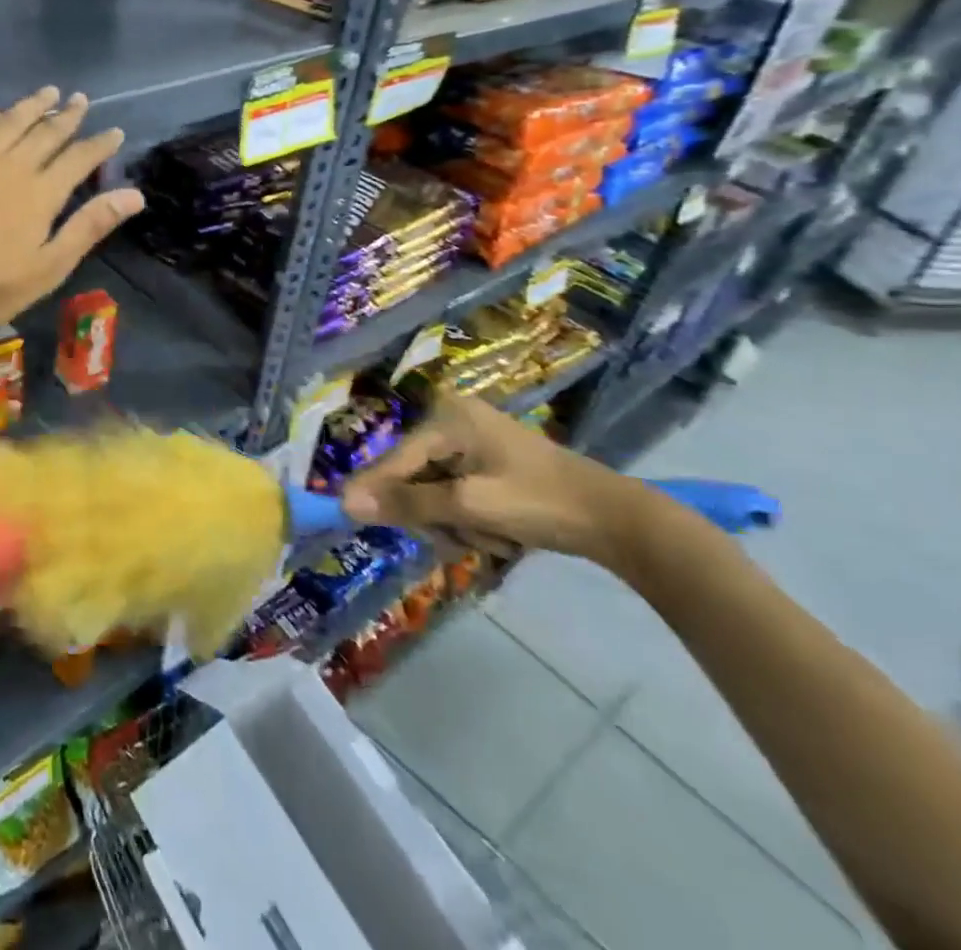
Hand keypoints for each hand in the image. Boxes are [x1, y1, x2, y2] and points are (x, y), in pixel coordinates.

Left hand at [0, 86, 144, 337]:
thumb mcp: (51, 266)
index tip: (114, 132)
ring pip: (10, 122)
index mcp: (42, 191)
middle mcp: (13, 165)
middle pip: (46, 132)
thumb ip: (90, 226)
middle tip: (80, 100)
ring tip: (47, 93)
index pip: (80, 157)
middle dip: (68, 115)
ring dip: (31, 105)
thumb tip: (134, 195)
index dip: (100, 144)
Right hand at [340, 390, 646, 566]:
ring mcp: (472, 441)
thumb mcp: (469, 506)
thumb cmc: (540, 503)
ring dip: (455, 524)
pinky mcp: (487, 462)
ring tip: (492, 540)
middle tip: (460, 541)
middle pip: (413, 477)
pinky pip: (455, 494)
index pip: (395, 460)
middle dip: (434, 515)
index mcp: (447, 419)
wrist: (619, 521)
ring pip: (434, 492)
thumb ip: (407, 503)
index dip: (373, 490)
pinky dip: (470, 520)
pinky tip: (499, 534)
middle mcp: (453, 421)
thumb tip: (347, 502)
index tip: (342, 513)